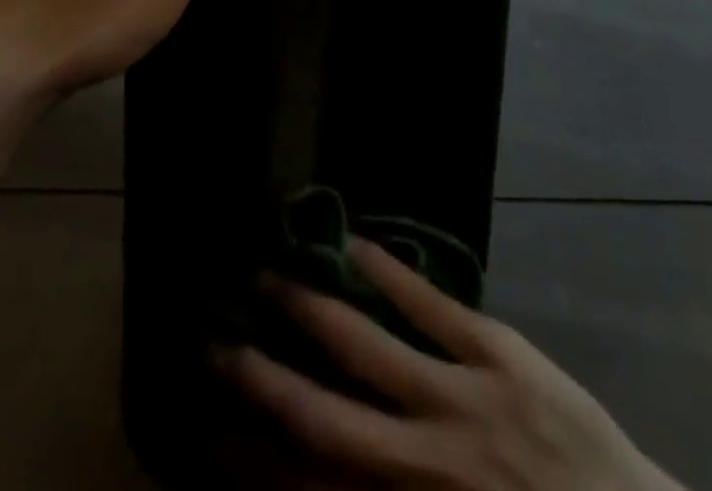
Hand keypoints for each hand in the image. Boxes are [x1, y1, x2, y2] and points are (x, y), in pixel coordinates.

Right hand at [213, 238, 685, 490]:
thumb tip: (321, 474)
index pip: (318, 484)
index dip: (258, 458)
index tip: (214, 429)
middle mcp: (425, 461)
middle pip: (325, 416)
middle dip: (265, 377)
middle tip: (216, 339)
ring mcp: (462, 397)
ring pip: (368, 347)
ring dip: (313, 309)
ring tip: (271, 276)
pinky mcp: (497, 351)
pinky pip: (430, 305)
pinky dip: (388, 272)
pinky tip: (355, 245)